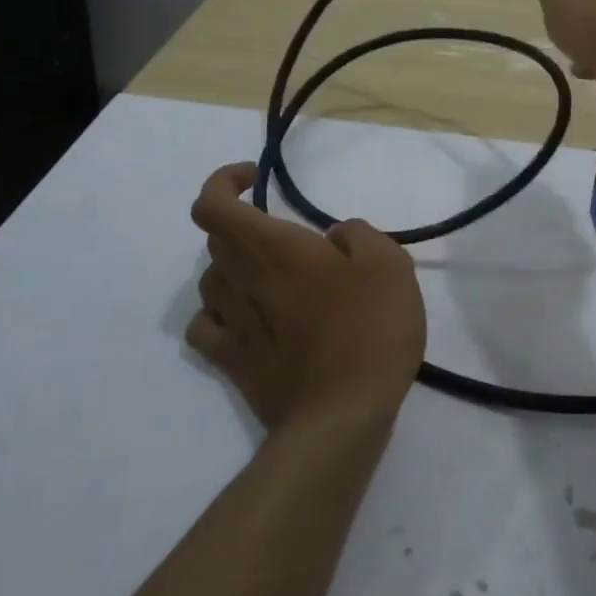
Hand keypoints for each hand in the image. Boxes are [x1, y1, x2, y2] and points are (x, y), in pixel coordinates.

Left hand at [188, 164, 426, 431]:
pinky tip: (247, 319)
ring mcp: (231, 325)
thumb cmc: (368, 330)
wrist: (342, 417)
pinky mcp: (233, 363)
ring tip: (276, 278)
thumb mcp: (389, 263)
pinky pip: (206, 327)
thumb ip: (358, 234)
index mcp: (273, 249)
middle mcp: (241, 281)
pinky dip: (219, 314)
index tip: (257, 178)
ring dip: (236, 268)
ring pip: (211, 280)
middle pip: (216, 240)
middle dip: (246, 226)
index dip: (224, 181)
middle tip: (291, 239)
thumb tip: (334, 238)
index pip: (213, 204)